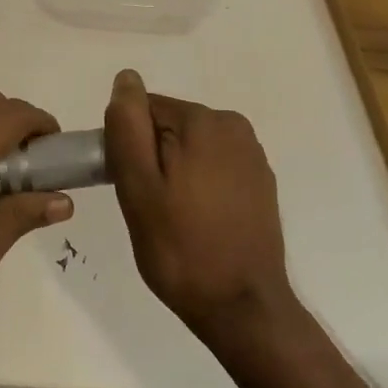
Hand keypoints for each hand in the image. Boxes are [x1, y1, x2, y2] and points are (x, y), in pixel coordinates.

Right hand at [105, 70, 295, 339]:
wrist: (242, 309)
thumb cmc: (181, 247)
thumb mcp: (138, 186)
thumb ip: (128, 126)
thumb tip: (126, 79)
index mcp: (204, 121)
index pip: (144, 110)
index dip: (128, 146)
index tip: (130, 185)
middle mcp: (234, 126)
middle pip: (169, 126)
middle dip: (152, 158)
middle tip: (149, 206)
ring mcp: (252, 155)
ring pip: (190, 148)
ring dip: (175, 172)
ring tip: (174, 218)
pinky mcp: (261, 182)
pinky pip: (214, 167)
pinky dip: (200, 185)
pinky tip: (199, 222)